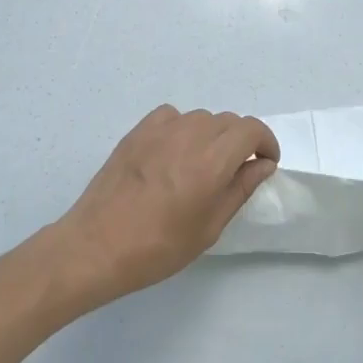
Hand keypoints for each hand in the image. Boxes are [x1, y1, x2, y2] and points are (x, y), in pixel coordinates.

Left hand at [34, 105, 279, 313]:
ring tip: (203, 164)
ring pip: (200, 118)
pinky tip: (174, 152)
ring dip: (212, 134)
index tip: (265, 163)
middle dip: (241, 141)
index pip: (251, 129)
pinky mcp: (136, 132)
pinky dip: (182, 127)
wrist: (96, 246)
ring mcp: (159, 130)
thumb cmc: (158, 246)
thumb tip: (261, 165)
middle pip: (228, 121)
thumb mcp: (209, 227)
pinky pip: (171, 116)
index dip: (265, 142)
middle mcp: (189, 135)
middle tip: (236, 170)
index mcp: (212, 160)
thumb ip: (239, 189)